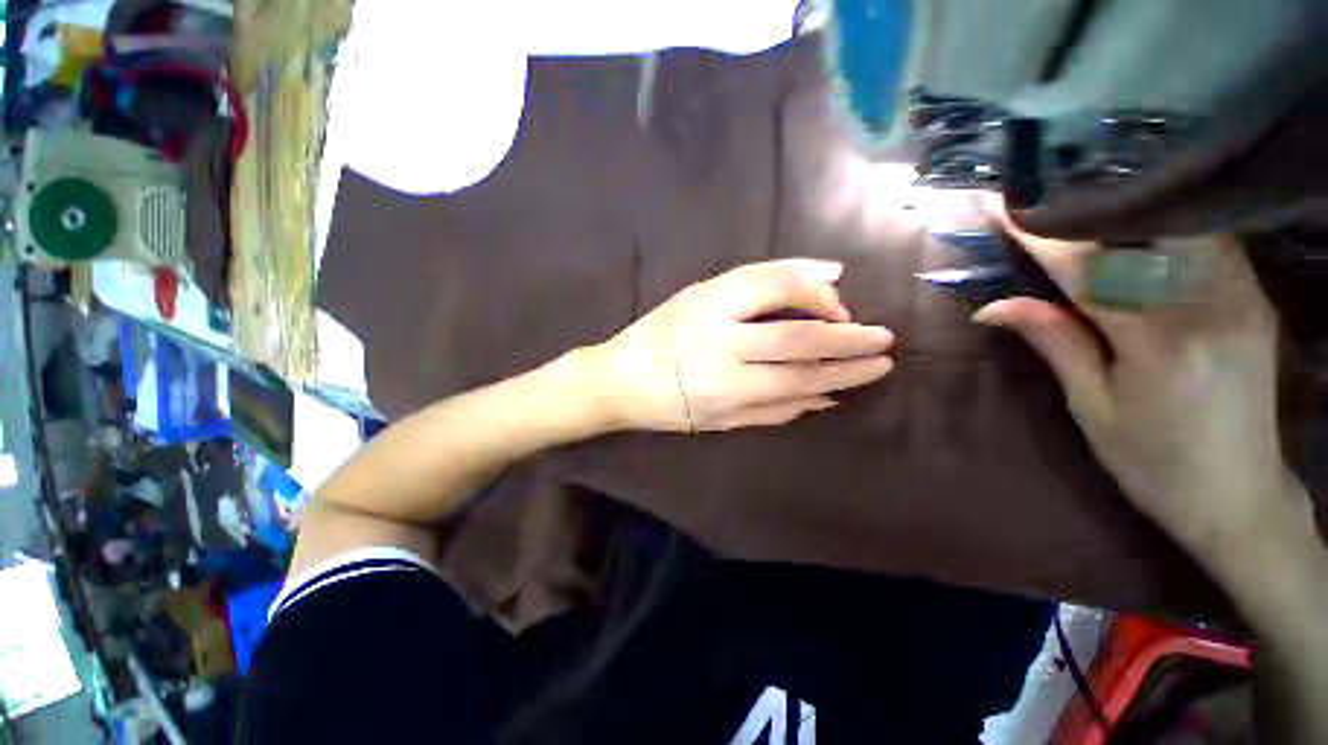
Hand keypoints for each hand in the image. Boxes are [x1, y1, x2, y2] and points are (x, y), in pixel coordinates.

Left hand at [588, 259, 894, 431]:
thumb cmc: (669, 407)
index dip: (844, 371)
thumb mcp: (721, 421)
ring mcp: (708, 307)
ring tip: (845, 307)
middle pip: (796, 334)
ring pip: (777, 289)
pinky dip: (792, 269)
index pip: (801, 376)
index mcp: (726, 385)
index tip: (878, 365)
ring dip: (821, 297)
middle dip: (846, 336)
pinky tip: (821, 273)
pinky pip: (755, 271)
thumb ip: (775, 410)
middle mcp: (720, 342)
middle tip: (881, 336)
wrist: (618, 374)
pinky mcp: (700, 288)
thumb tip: (827, 396)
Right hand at [973, 212, 1298, 556]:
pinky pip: (1207, 241)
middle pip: (1146, 230)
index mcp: (1160, 342)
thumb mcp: (1093, 408)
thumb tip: (993, 307)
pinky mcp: (1255, 298)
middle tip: (1046, 194)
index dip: (1041, 238)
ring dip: (1130, 210)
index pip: (1089, 269)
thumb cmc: (1154, 463)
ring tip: (1086, 203)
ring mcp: (1242, 296)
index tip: (1003, 210)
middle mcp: (1209, 306)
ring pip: (1181, 225)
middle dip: (1091, 208)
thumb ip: (1054, 342)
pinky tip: (1139, 229)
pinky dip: (1166, 225)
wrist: (1240, 497)